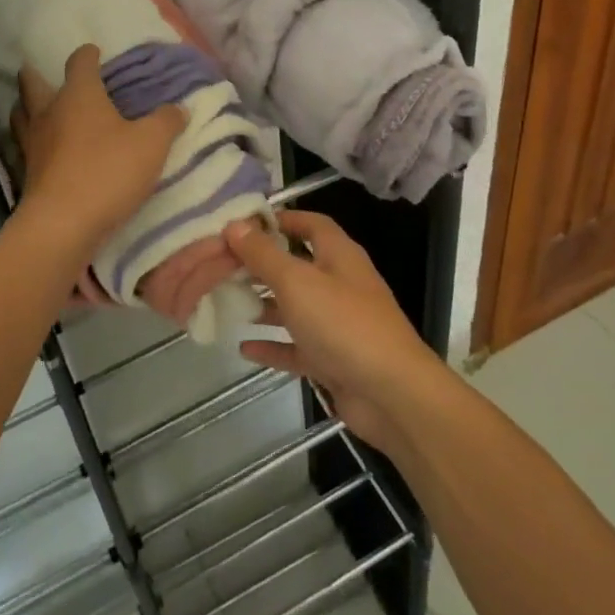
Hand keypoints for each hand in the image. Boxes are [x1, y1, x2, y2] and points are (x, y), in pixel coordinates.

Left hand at [10, 44, 186, 258]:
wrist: (63, 225)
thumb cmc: (108, 172)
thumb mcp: (151, 144)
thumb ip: (166, 122)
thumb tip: (178, 108)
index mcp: (79, 96)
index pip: (80, 63)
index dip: (87, 55)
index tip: (93, 51)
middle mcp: (50, 113)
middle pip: (33, 85)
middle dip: (35, 75)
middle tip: (38, 71)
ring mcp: (34, 144)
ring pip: (22, 116)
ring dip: (26, 108)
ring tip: (35, 108)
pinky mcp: (28, 175)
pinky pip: (26, 147)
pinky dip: (32, 142)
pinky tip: (43, 150)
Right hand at [225, 209, 447, 455]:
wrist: (391, 395)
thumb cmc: (343, 323)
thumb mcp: (296, 281)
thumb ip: (263, 253)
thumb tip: (235, 223)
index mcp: (338, 255)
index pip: (309, 223)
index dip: (279, 219)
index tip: (241, 224)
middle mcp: (339, 283)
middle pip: (297, 264)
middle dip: (262, 263)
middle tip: (222, 264)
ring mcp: (337, 323)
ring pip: (295, 306)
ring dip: (265, 303)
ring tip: (226, 300)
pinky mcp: (333, 359)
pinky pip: (296, 347)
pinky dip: (272, 345)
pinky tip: (243, 347)